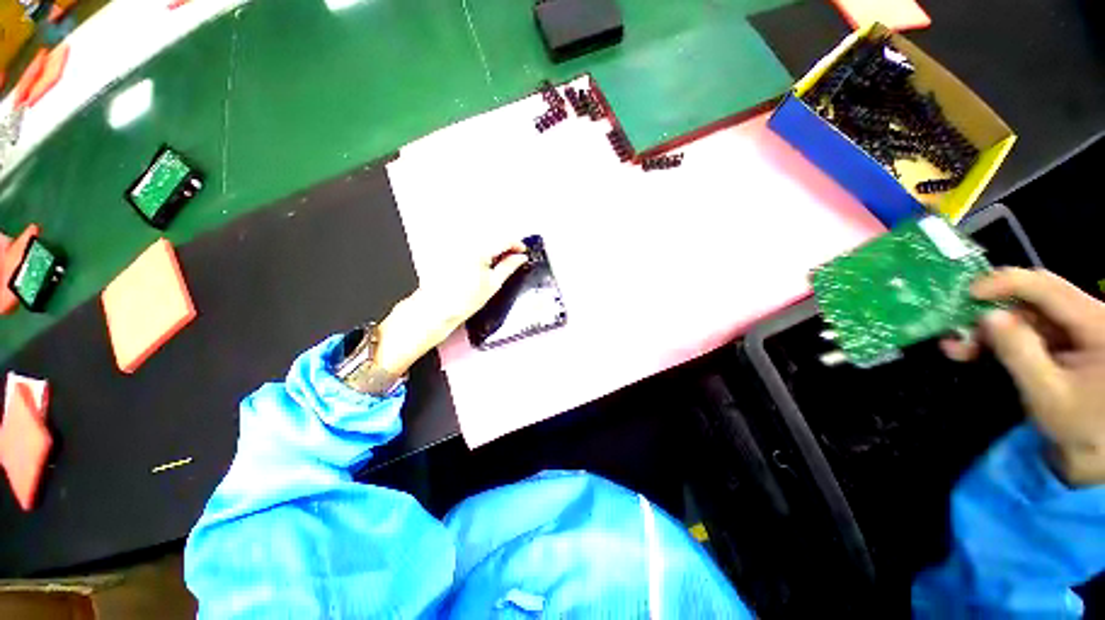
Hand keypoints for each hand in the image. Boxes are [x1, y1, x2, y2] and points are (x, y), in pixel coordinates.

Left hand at [373, 242, 528, 376]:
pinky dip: (480, 253)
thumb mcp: (493, 284)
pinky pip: (471, 247)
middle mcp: (466, 244)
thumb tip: (520, 258)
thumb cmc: (463, 300)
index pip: (504, 240)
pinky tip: (481, 266)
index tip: (522, 251)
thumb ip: (509, 266)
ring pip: (482, 242)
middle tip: (513, 259)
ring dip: (493, 250)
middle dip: (505, 247)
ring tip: (496, 265)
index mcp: (479, 250)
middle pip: (492, 238)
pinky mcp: (450, 252)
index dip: (517, 245)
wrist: (437, 308)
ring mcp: (457, 247)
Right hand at [942, 268, 1104, 485]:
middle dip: (991, 311)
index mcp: (1096, 324)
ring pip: (1026, 316)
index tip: (968, 293)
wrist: (1098, 452)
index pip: (1047, 287)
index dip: (1006, 283)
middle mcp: (1088, 317)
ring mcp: (1077, 330)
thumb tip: (988, 317)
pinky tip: (975, 350)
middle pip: (1034, 300)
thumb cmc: (1079, 426)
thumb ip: (1020, 352)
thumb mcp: (1047, 393)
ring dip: (990, 329)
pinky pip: (1028, 331)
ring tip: (958, 347)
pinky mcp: (1065, 342)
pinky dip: (999, 339)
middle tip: (955, 327)